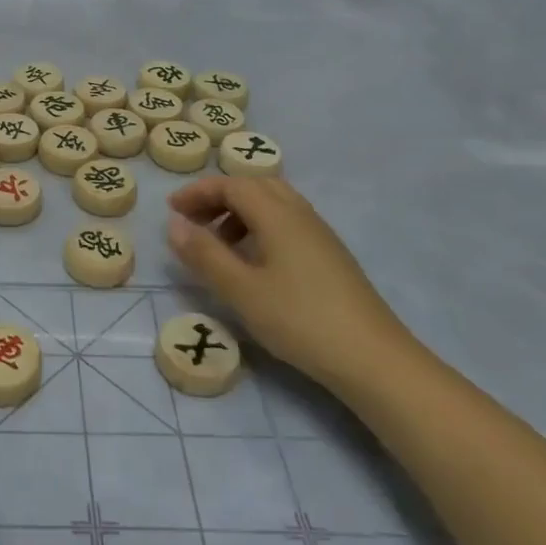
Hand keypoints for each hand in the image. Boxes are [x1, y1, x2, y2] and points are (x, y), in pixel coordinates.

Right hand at [166, 176, 414, 392]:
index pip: (232, 185)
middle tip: (194, 221)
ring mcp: (320, 235)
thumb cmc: (300, 320)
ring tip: (219, 244)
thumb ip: (204, 254)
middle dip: (219, 197)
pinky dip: (261, 227)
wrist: (373, 359)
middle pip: (255, 186)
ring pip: (274, 204)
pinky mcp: (330, 256)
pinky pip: (288, 222)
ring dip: (240, 213)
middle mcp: (300, 214)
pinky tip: (255, 262)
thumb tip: (173, 224)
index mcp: (277, 215)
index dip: (198, 192)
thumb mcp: (241, 290)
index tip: (172, 210)